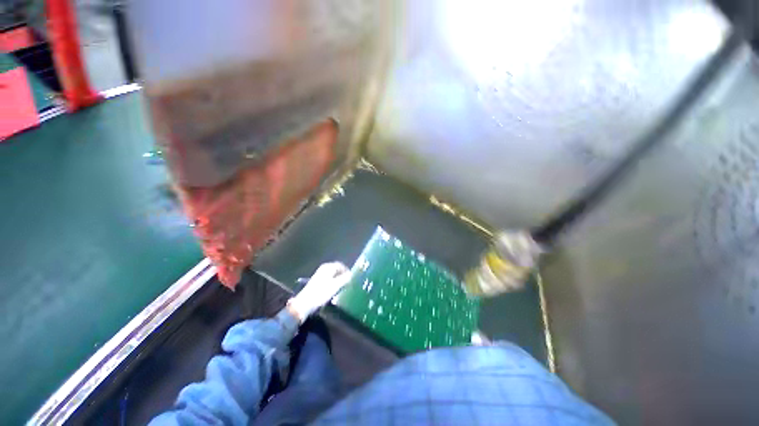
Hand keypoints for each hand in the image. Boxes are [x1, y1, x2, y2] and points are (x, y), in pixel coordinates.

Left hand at [287, 262, 350, 322]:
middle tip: (348, 282)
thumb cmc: (321, 293)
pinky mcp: (317, 281)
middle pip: (336, 269)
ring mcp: (320, 274)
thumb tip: (352, 274)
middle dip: (343, 275)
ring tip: (342, 287)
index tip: (352, 278)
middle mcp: (324, 268)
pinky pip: (329, 279)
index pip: (340, 265)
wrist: (305, 303)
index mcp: (328, 267)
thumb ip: (345, 279)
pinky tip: (334, 290)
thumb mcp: (335, 286)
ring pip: (333, 274)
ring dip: (338, 279)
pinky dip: (333, 282)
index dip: (347, 270)